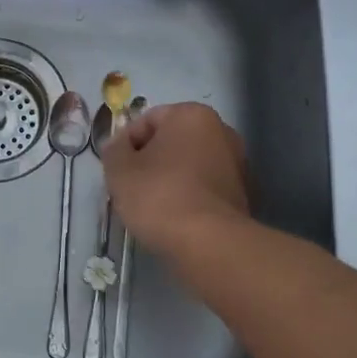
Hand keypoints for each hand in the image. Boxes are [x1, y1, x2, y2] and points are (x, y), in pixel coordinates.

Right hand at [101, 103, 250, 260]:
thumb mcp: (119, 170)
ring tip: (152, 205)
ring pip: (190, 164)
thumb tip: (118, 145)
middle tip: (131, 186)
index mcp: (192, 115)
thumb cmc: (159, 196)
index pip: (147, 120)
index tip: (117, 169)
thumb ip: (114, 150)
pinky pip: (204, 186)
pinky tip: (175, 217)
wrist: (208, 243)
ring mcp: (236, 162)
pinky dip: (189, 195)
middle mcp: (221, 130)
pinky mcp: (242, 193)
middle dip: (150, 160)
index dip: (126, 143)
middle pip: (172, 140)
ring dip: (170, 178)